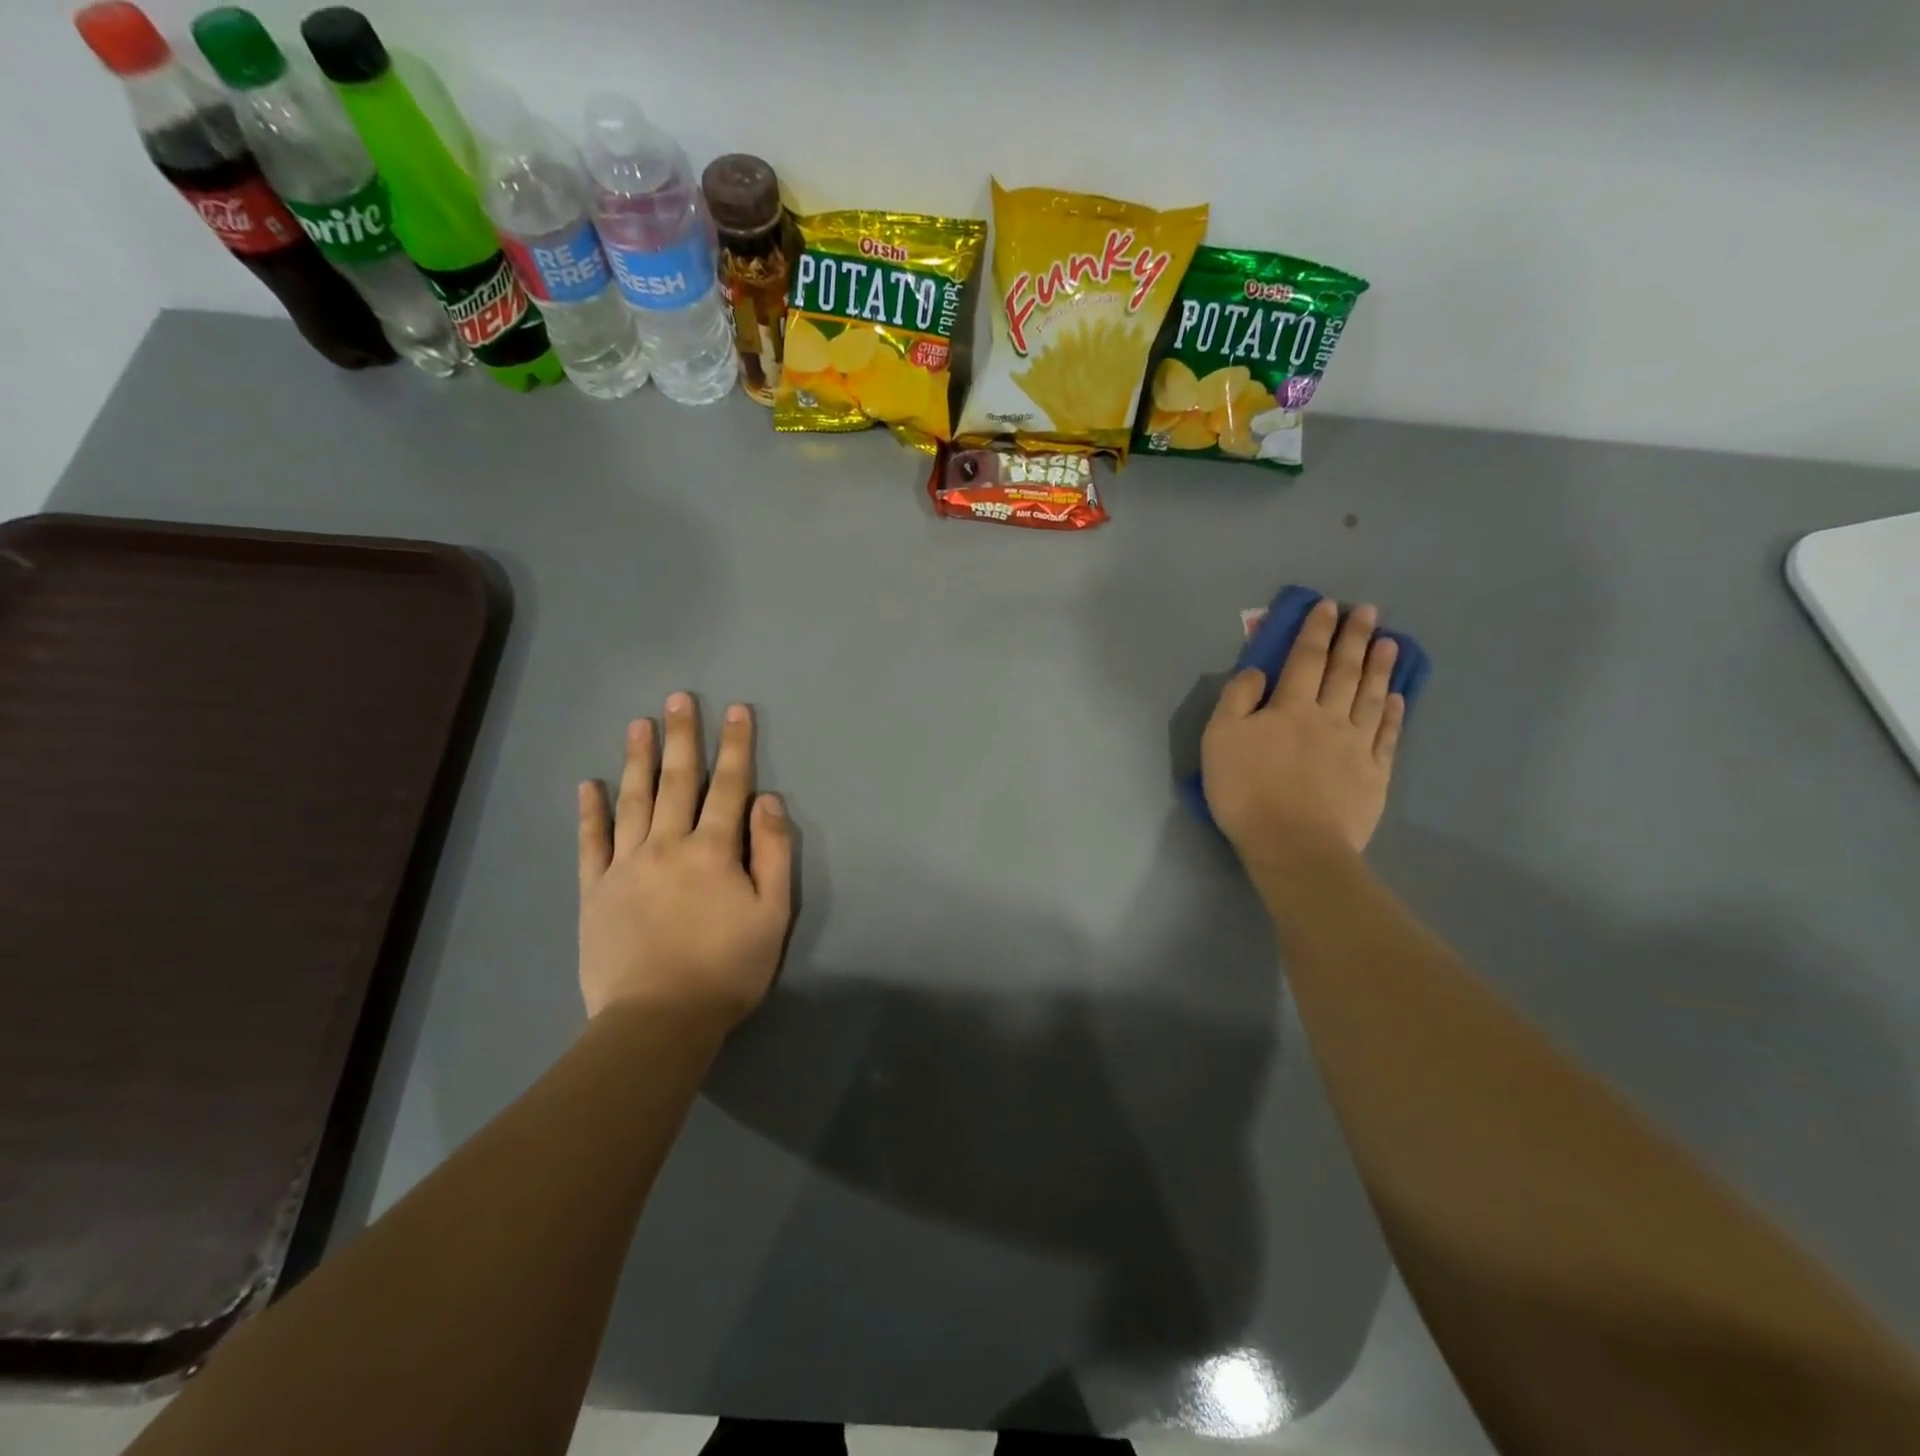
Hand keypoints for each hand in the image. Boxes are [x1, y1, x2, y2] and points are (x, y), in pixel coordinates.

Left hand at [577, 694, 792, 1027]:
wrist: (658, 1020)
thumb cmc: (727, 969)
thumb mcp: (772, 914)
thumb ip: (773, 853)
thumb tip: (768, 800)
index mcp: (714, 850)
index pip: (729, 786)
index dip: (736, 746)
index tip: (737, 710)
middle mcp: (667, 845)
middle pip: (677, 781)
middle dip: (682, 737)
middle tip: (679, 698)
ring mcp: (625, 865)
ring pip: (632, 801)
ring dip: (637, 759)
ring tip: (639, 723)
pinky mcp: (595, 890)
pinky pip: (591, 842)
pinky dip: (591, 811)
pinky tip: (589, 785)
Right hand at [1202, 600, 1405, 859]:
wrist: (1292, 845)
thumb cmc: (1246, 791)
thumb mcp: (1219, 740)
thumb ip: (1236, 700)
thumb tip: (1257, 672)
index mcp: (1290, 707)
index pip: (1305, 659)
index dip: (1316, 631)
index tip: (1328, 606)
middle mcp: (1328, 718)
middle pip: (1344, 671)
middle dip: (1355, 638)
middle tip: (1369, 612)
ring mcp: (1356, 746)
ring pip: (1371, 698)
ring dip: (1380, 668)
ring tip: (1391, 643)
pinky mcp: (1373, 775)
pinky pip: (1387, 736)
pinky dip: (1394, 714)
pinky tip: (1398, 698)